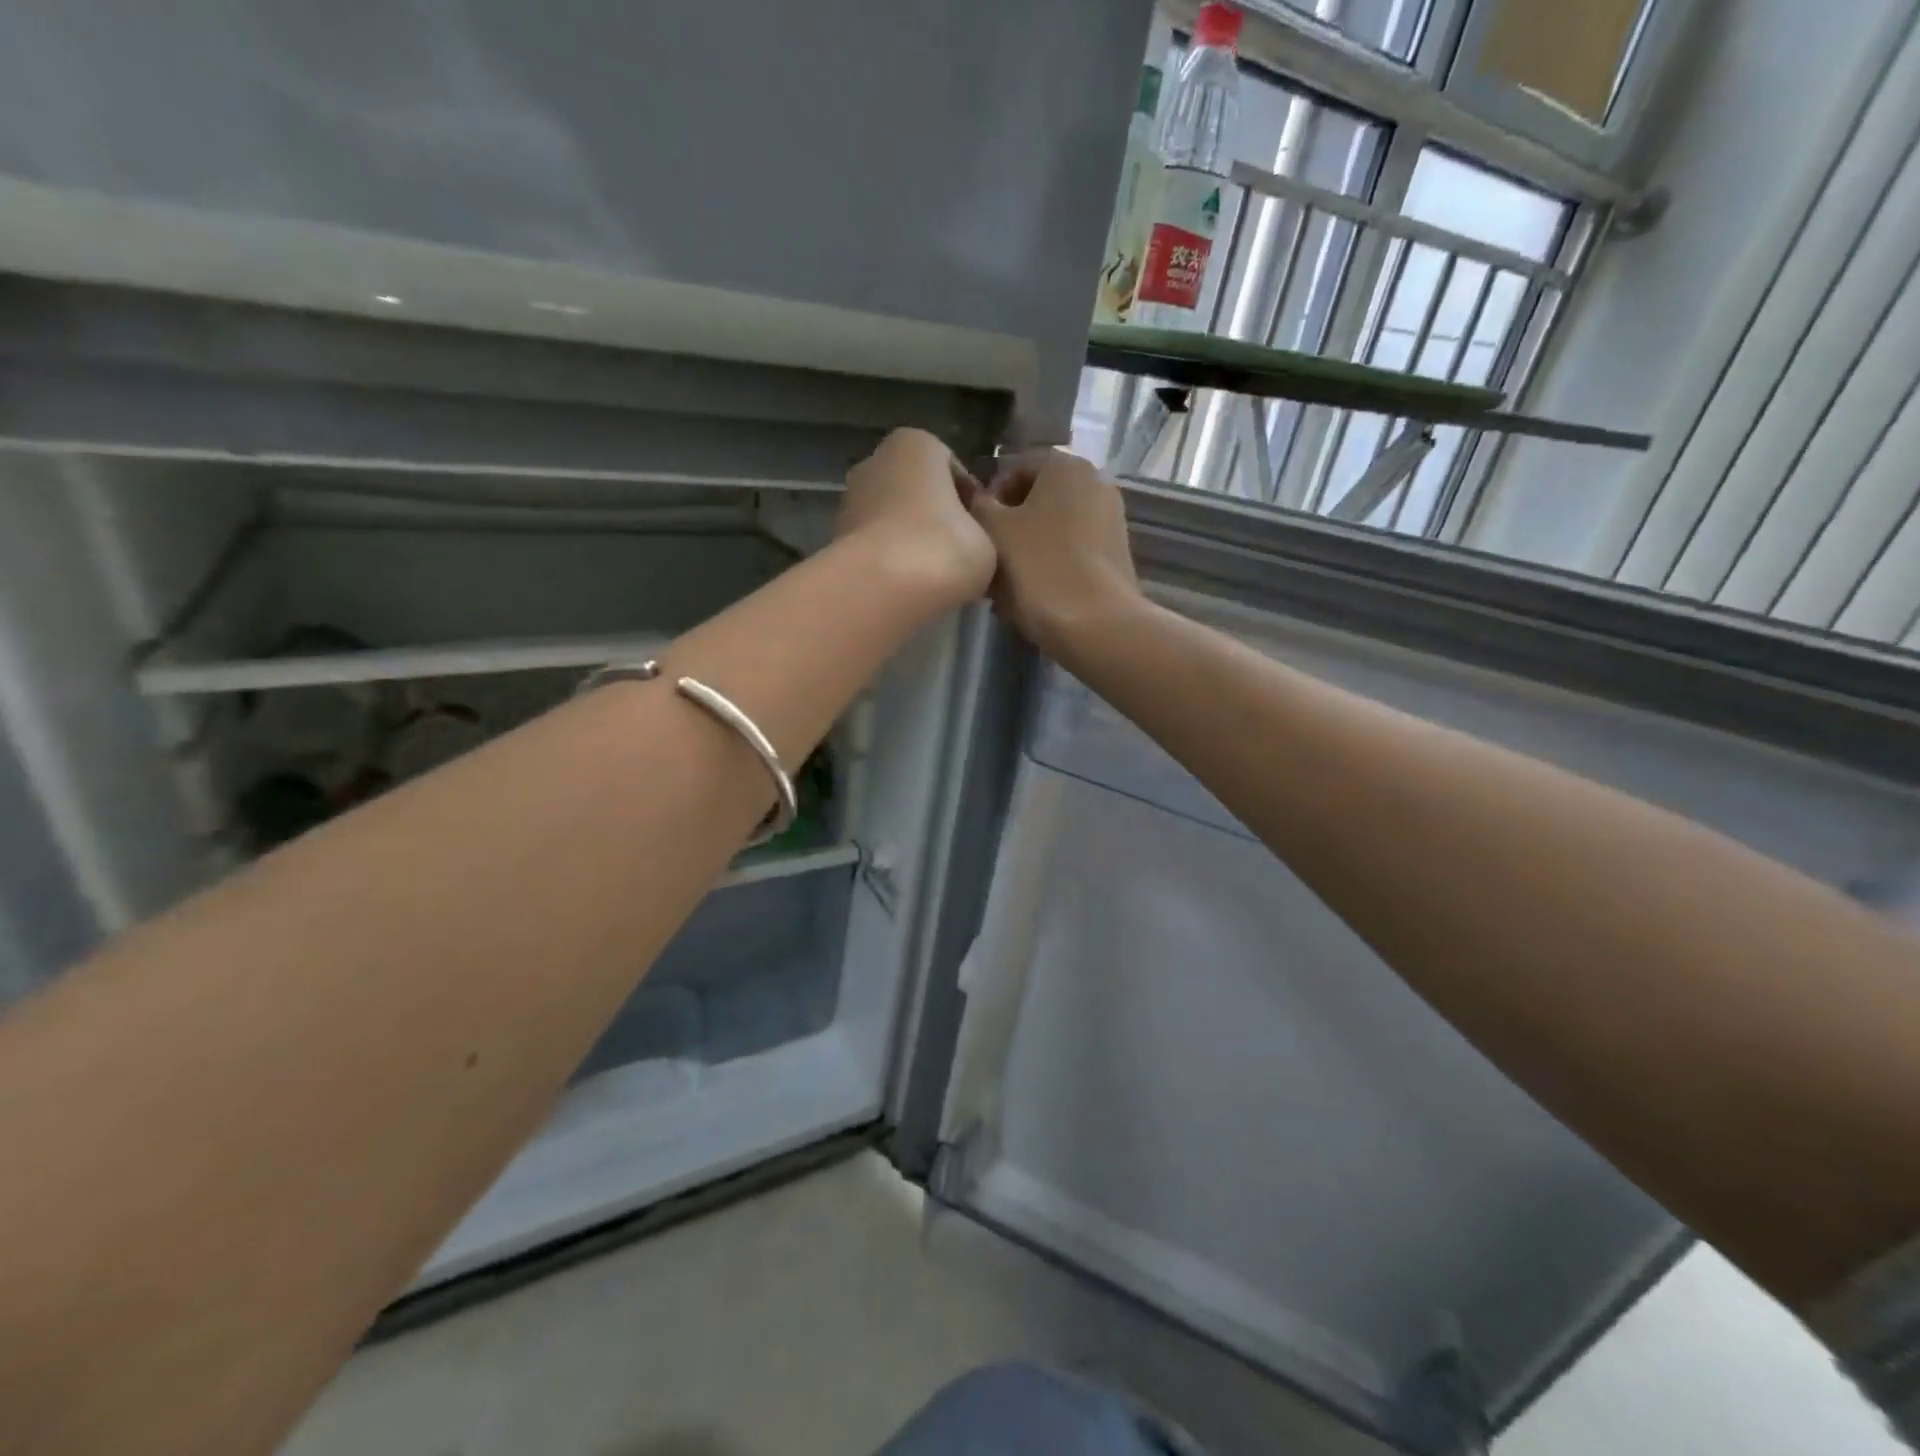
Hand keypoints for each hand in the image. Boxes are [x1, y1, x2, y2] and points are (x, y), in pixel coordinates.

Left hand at [836, 428, 996, 606]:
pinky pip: (875, 546)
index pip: (953, 471)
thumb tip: (969, 544)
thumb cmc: (945, 547)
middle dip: (934, 518)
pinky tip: (907, 586)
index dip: (970, 504)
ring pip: (892, 519)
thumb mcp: (987, 540)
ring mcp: (849, 500)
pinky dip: (889, 561)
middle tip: (956, 554)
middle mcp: (876, 462)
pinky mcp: (835, 539)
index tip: (981, 533)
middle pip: (916, 492)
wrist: (884, 589)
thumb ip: (980, 533)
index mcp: (917, 444)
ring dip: (910, 540)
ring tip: (932, 575)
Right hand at [971, 449, 1142, 660]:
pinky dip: (1050, 564)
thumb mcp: (993, 531)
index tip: (975, 530)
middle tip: (987, 559)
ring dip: (1026, 548)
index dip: (988, 498)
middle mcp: (1095, 482)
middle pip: (1036, 499)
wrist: (1097, 626)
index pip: (1014, 468)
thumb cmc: (1039, 569)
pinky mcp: (1116, 555)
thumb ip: (979, 506)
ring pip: (1053, 528)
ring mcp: (1110, 519)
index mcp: (1066, 465)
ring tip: (1006, 583)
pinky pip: (1071, 550)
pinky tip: (1033, 593)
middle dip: (1009, 525)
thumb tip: (978, 500)